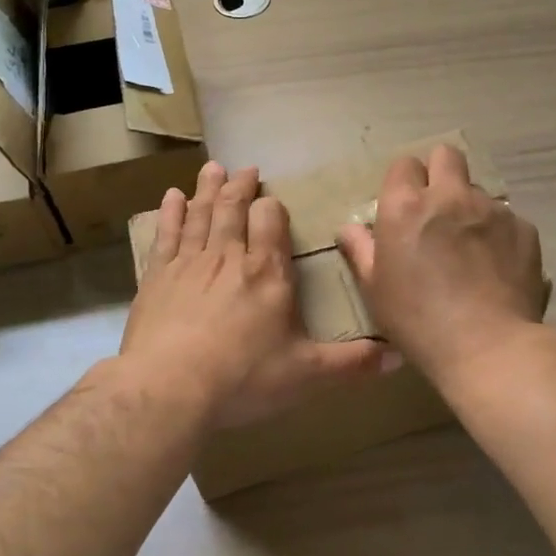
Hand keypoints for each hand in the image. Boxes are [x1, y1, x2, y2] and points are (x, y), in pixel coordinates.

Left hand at [124, 162, 394, 428]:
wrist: (169, 387)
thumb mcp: (306, 375)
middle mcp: (229, 257)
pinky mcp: (157, 277)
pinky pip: (166, 234)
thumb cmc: (243, 379)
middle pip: (234, 209)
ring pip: (201, 214)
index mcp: (267, 273)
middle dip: (240, 187)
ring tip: (213, 169)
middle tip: (244, 168)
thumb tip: (398, 359)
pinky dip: (170, 213)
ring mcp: (189, 263)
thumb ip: (350, 364)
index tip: (272, 200)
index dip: (272, 208)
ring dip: (208, 189)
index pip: (271, 223)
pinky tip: (171, 197)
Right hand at [336, 144, 546, 384]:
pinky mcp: (524, 229)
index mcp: (406, 206)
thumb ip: (361, 251)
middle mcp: (450, 196)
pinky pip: (507, 219)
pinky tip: (497, 266)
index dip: (403, 183)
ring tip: (471, 247)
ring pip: (478, 190)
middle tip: (438, 209)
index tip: (404, 208)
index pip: (404, 165)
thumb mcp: (375, 290)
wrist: (489, 347)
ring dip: (470, 207)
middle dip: (440, 172)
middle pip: (446, 155)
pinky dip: (499, 234)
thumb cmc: (418, 321)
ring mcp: (492, 210)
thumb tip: (349, 228)